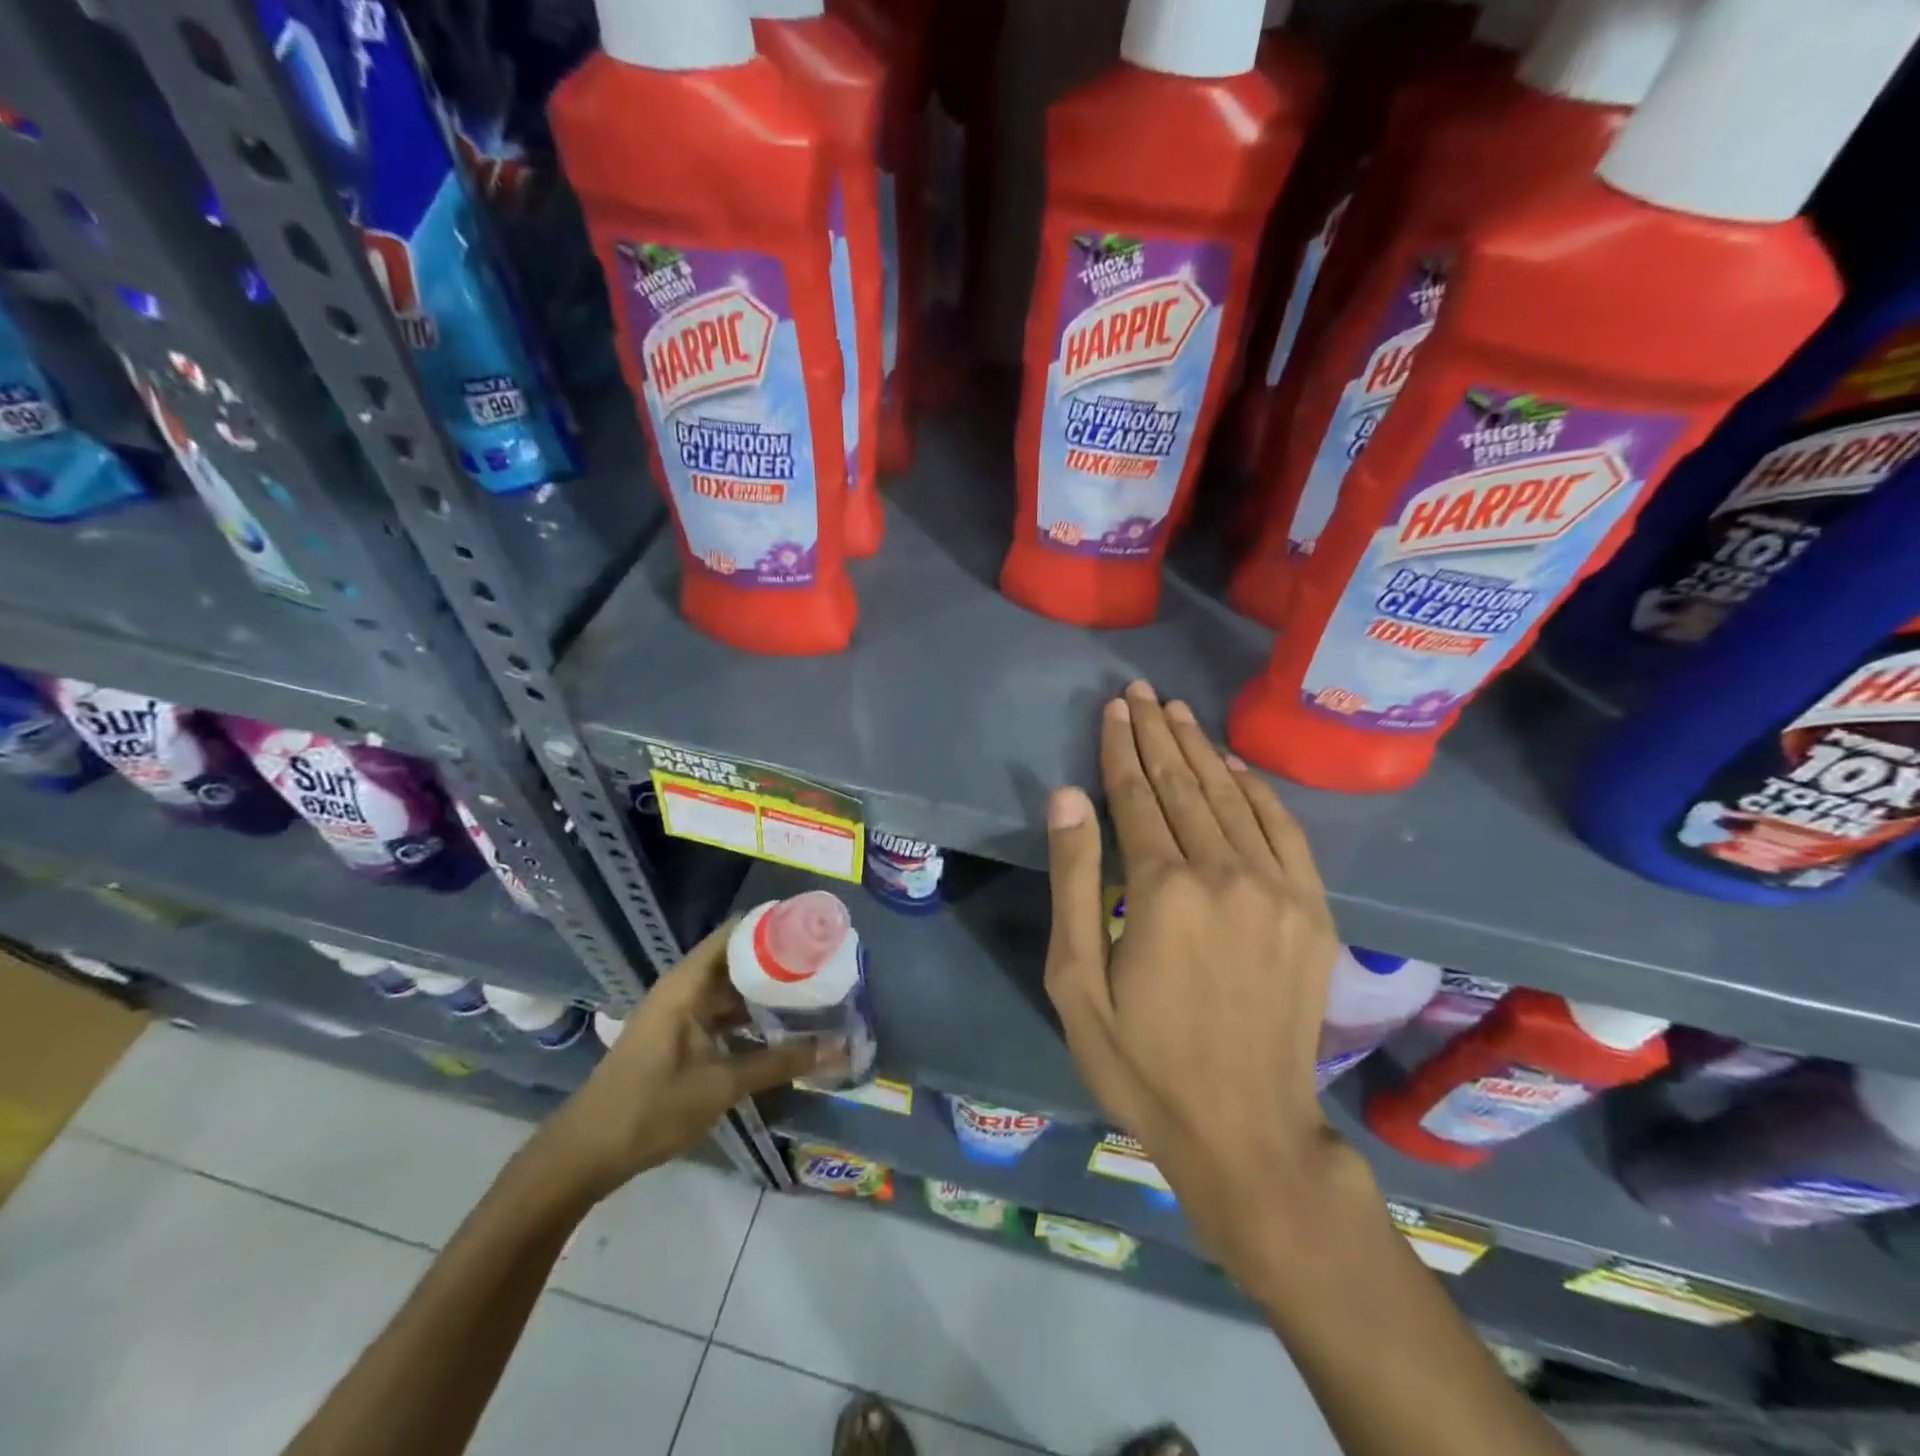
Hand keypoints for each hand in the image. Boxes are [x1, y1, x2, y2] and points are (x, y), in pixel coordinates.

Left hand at [536, 921, 848, 1201]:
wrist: (583, 1154)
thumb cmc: (651, 1108)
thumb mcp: (722, 1084)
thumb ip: (782, 1062)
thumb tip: (839, 1048)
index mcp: (688, 983)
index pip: (737, 932)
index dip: (775, 925)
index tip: (815, 930)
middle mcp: (682, 988)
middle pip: (737, 959)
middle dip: (778, 962)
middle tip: (824, 966)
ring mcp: (676, 1013)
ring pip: (729, 990)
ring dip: (764, 993)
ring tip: (810, 994)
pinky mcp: (675, 1037)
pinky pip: (718, 1014)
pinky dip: (747, 1017)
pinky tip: (778, 1031)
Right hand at [1043, 680, 1363, 1288]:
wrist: (1246, 1132)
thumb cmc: (1142, 1062)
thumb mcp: (1077, 982)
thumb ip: (1074, 881)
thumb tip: (1068, 797)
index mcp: (1162, 890)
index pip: (1135, 797)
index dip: (1120, 748)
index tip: (1113, 708)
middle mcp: (1224, 873)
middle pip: (1183, 785)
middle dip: (1157, 734)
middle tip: (1140, 692)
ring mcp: (1277, 889)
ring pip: (1231, 798)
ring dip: (1200, 750)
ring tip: (1177, 711)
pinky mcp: (1312, 910)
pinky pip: (1283, 831)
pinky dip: (1257, 791)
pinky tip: (1234, 766)